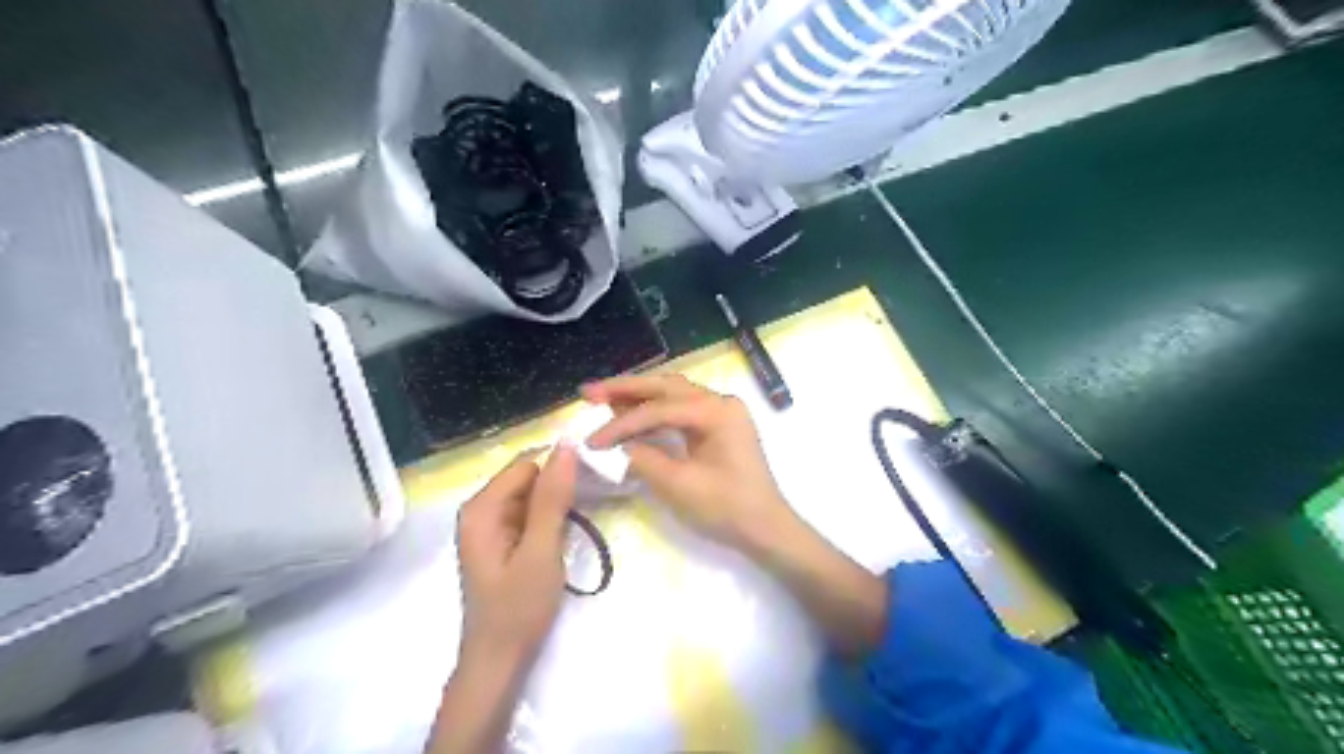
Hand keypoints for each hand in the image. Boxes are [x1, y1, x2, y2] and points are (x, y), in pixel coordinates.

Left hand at [456, 445, 578, 667]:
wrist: (499, 662)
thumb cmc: (518, 609)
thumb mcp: (540, 550)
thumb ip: (552, 498)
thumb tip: (567, 445)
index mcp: (481, 508)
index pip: (528, 463)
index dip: (560, 466)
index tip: (594, 479)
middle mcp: (480, 510)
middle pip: (528, 476)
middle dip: (560, 485)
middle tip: (592, 503)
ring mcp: (490, 526)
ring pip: (532, 495)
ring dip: (558, 502)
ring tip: (582, 518)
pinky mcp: (502, 540)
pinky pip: (530, 513)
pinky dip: (551, 517)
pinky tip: (567, 532)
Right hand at [582, 374, 790, 555]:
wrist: (766, 529)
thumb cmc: (727, 508)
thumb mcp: (679, 485)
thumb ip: (643, 458)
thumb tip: (616, 445)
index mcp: (716, 411)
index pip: (658, 409)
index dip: (621, 424)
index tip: (592, 442)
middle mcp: (720, 402)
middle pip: (666, 387)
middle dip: (625, 388)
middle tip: (588, 392)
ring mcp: (721, 413)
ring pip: (672, 395)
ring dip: (638, 397)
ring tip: (602, 399)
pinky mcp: (718, 427)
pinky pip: (681, 411)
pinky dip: (654, 413)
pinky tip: (631, 416)